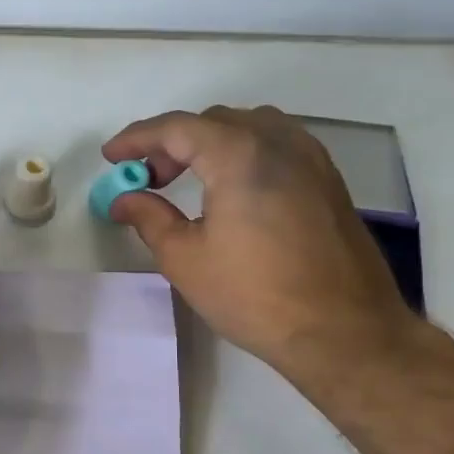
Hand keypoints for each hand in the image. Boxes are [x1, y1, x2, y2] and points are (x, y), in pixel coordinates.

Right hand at [103, 106, 422, 386]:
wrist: (343, 331)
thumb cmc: (254, 296)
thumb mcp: (185, 259)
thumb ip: (149, 218)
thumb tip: (124, 199)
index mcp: (239, 155)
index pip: (177, 128)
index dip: (137, 138)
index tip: (111, 157)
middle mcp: (279, 142)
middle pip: (214, 122)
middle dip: (172, 143)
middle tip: (147, 178)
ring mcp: (311, 159)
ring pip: (249, 127)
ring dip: (210, 143)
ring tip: (188, 179)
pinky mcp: (328, 180)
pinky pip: (278, 144)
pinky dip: (243, 152)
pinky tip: (233, 189)